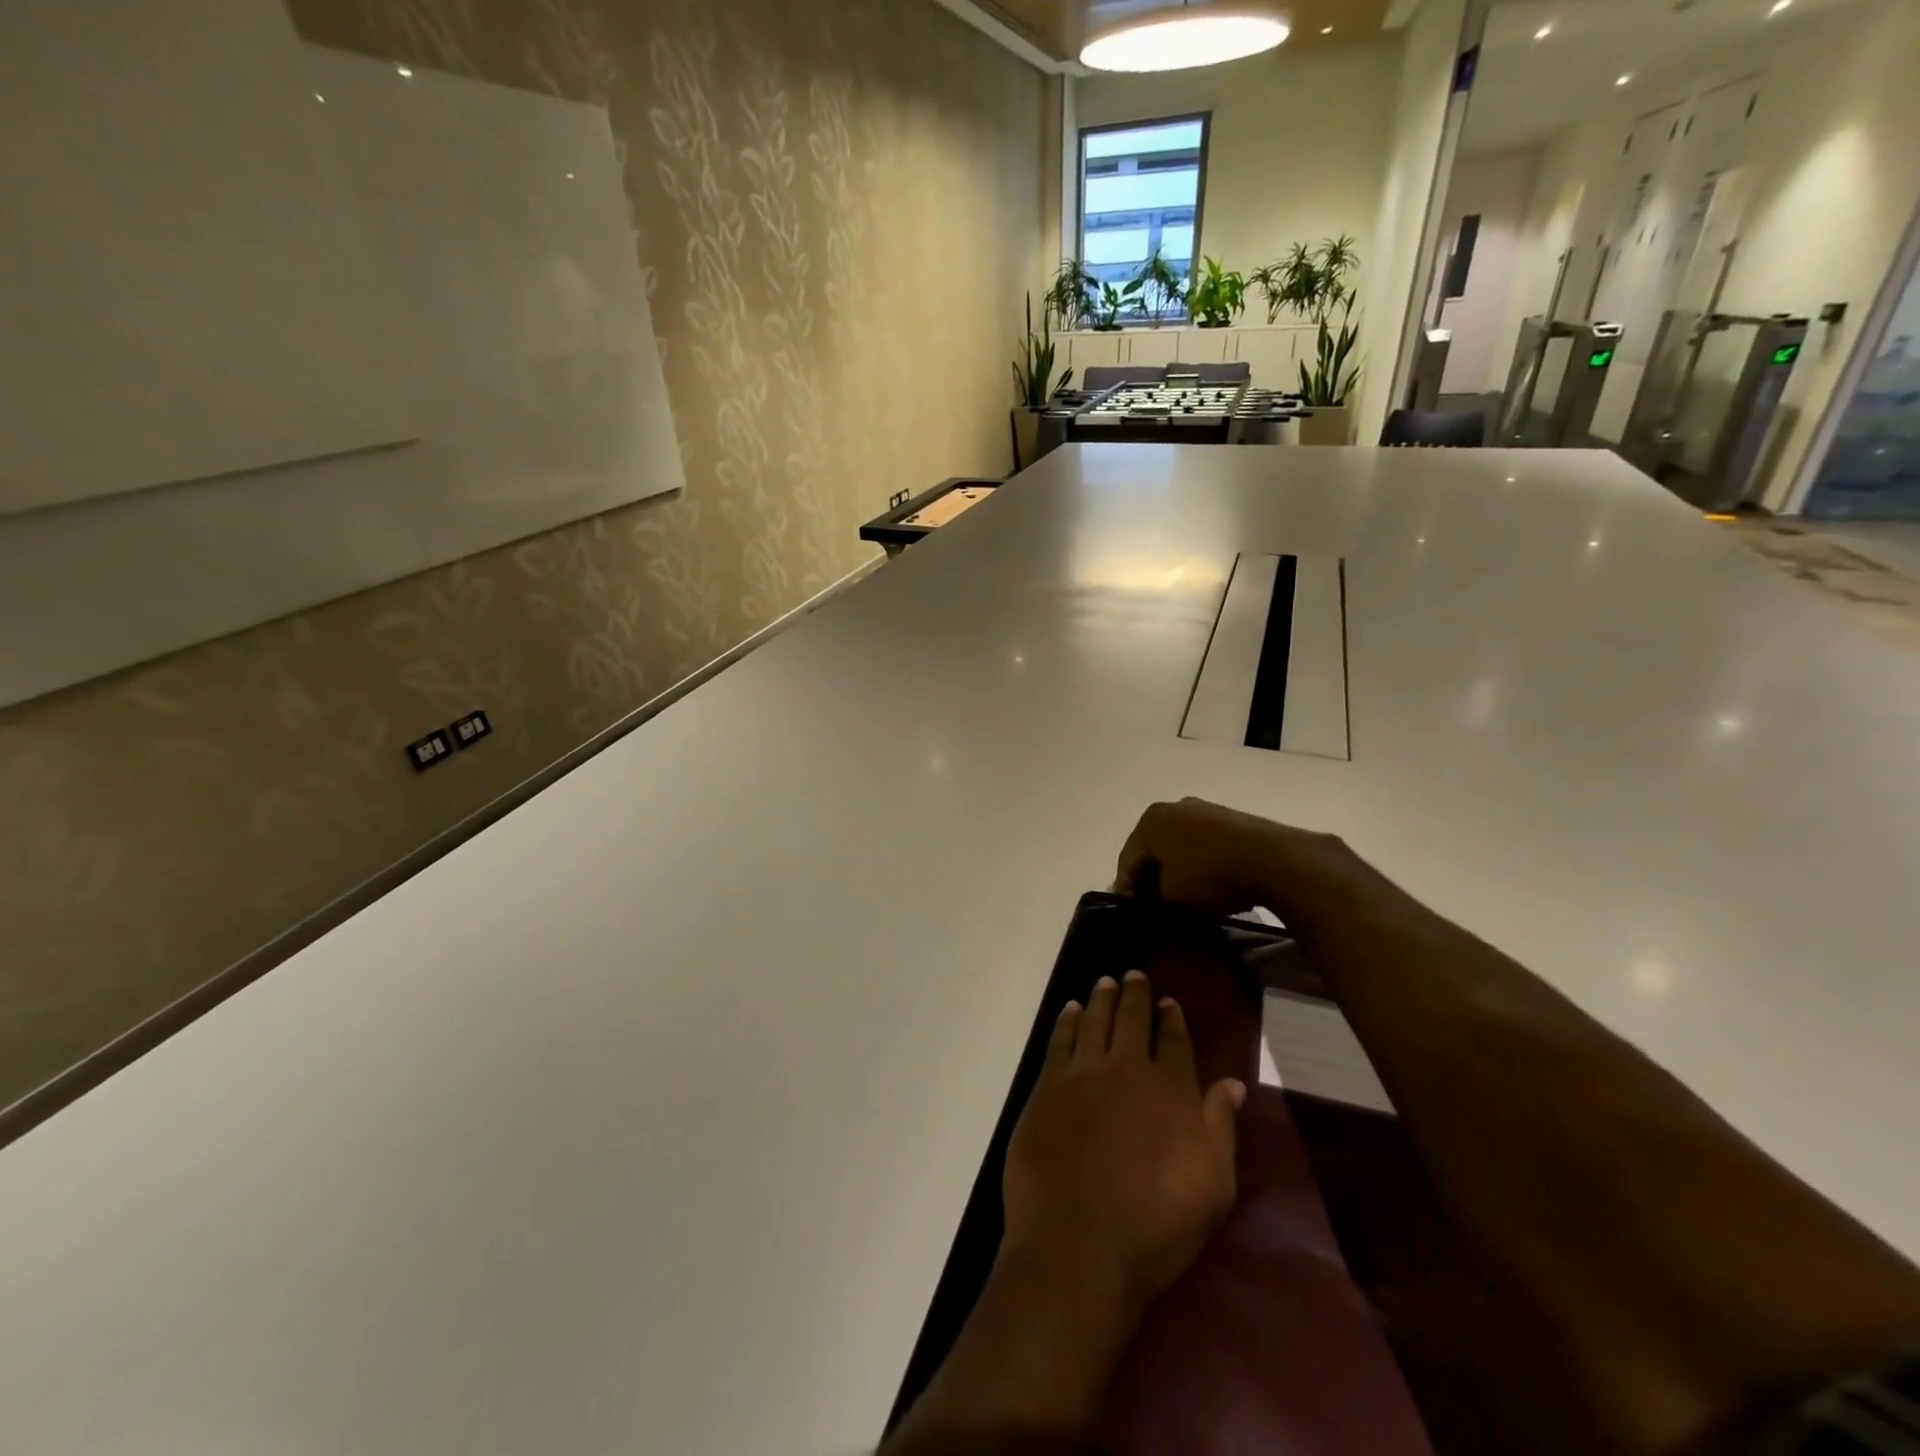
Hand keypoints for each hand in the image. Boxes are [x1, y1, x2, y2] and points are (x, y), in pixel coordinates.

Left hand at [1003, 971, 1244, 1314]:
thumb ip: (1219, 1127)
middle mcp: (1126, 1068)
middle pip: (1131, 1019)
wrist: (1078, 1243)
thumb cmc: (1155, 1225)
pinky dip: (1068, 1021)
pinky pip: (1060, 1041)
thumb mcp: (1211, 1186)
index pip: (1174, 1040)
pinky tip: (1072, 1010)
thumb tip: (1231, 1083)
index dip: (1172, 1018)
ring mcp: (1082, 1074)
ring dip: (1102, 998)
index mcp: (1169, 1089)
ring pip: (1095, 1020)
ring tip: (1105, 981)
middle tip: (1134, 975)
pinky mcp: (1047, 1087)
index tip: (1169, 1001)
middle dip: (1135, 994)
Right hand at [1114, 797, 1368, 925]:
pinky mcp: (1230, 817)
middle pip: (1153, 847)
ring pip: (1178, 843)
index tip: (1127, 910)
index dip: (1125, 887)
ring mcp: (1204, 809)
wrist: (1273, 859)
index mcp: (1150, 821)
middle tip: (1151, 902)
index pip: (1127, 858)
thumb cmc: (1210, 875)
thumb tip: (1149, 896)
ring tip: (1180, 894)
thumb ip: (1151, 897)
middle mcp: (1173, 807)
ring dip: (1176, 867)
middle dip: (1150, 874)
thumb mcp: (1171, 896)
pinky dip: (1198, 861)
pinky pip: (1202, 842)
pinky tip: (1206, 881)